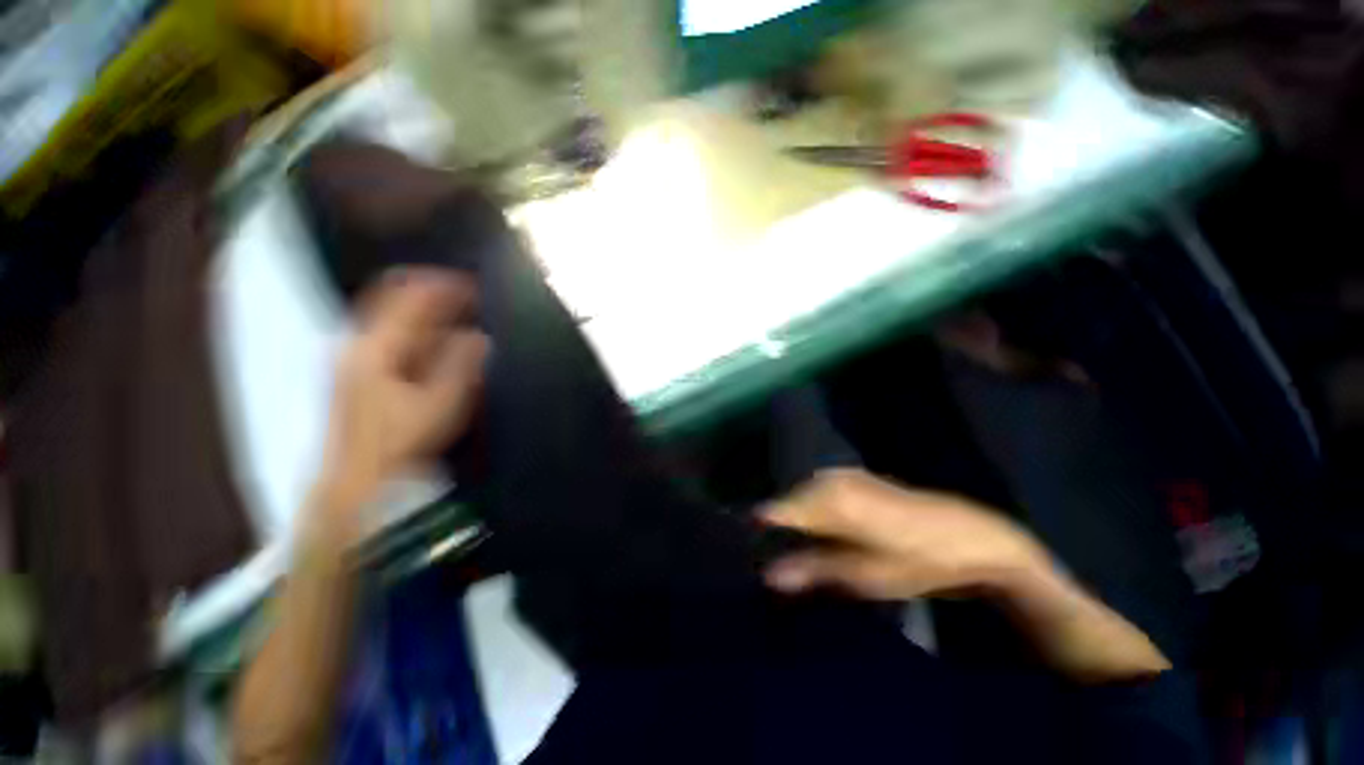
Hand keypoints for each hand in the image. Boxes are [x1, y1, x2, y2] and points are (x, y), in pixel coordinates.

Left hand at [319, 268, 489, 513]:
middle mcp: (360, 344)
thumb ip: (460, 365)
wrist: (357, 480)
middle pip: (396, 300)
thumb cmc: (398, 442)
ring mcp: (358, 358)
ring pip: (395, 319)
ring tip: (465, 314)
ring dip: (430, 313)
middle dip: (436, 294)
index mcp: (375, 347)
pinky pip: (394, 337)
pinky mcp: (362, 373)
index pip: (408, 297)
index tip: (476, 285)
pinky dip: (421, 331)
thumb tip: (480, 336)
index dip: (444, 286)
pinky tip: (444, 341)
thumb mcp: (438, 403)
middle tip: (473, 296)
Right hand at [763, 469, 1047, 599]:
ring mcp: (842, 475)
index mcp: (830, 502)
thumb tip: (768, 574)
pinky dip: (813, 512)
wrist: (971, 536)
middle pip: (788, 504)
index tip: (748, 554)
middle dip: (778, 530)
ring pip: (802, 497)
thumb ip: (813, 570)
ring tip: (797, 551)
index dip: (759, 532)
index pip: (776, 511)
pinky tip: (822, 532)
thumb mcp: (866, 575)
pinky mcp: (854, 477)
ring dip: (797, 521)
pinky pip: (819, 492)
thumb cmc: (919, 561)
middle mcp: (829, 480)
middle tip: (776, 562)